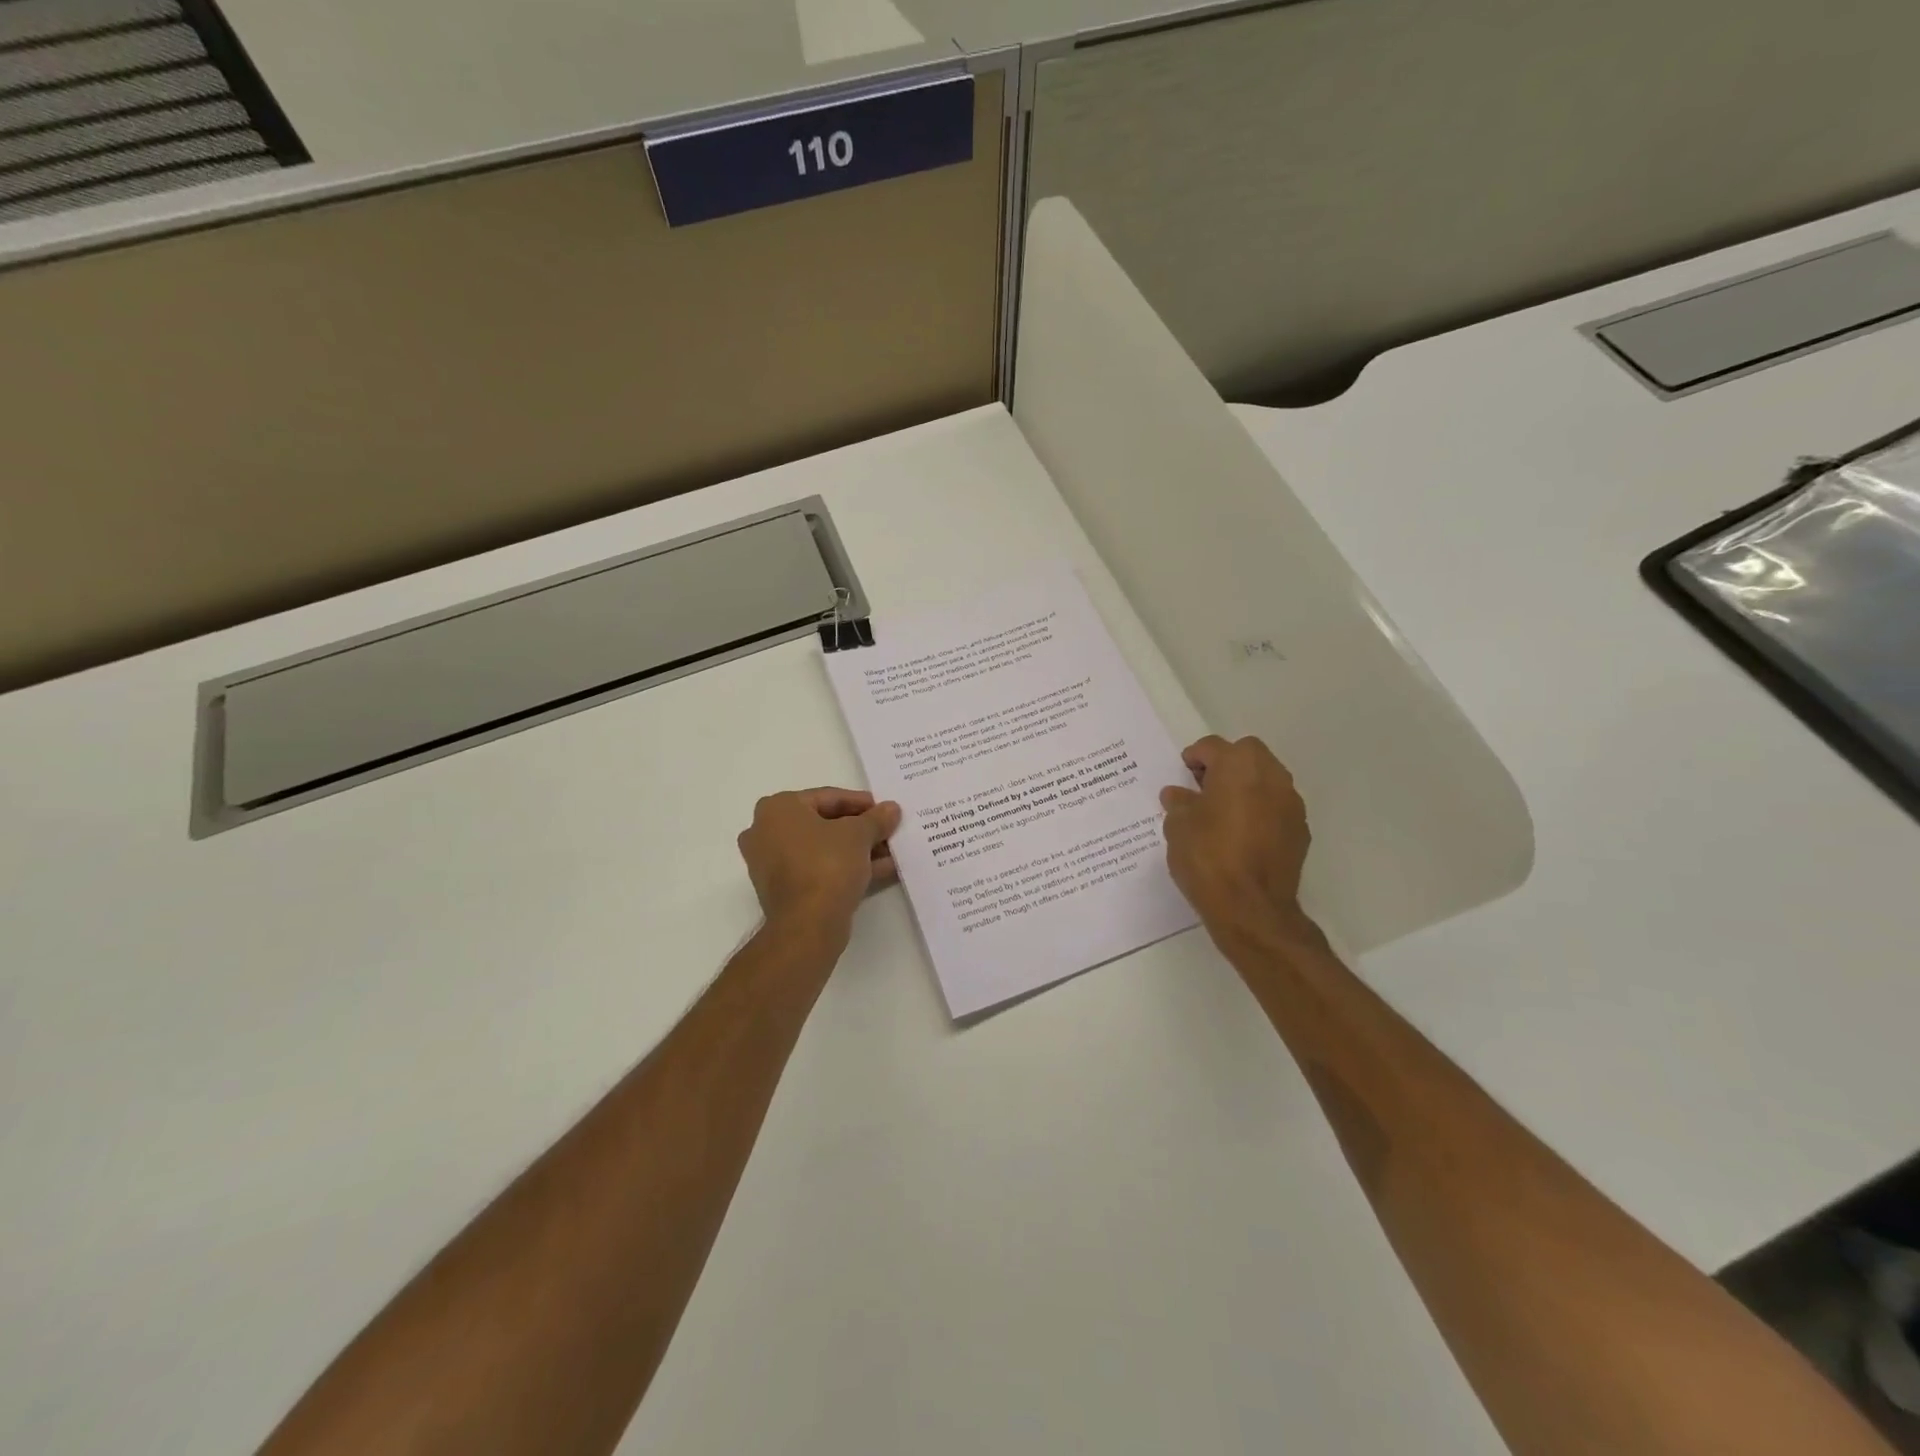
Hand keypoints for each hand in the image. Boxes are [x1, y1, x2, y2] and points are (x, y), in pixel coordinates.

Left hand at [737, 788, 901, 942]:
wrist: (807, 924)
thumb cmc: (827, 865)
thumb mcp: (859, 834)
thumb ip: (876, 818)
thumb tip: (891, 809)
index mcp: (777, 808)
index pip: (827, 797)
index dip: (860, 803)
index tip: (884, 810)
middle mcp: (765, 832)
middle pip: (823, 824)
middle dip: (859, 829)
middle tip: (886, 831)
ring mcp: (770, 864)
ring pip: (822, 849)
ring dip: (856, 850)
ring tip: (890, 852)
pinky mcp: (782, 890)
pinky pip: (817, 869)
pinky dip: (844, 867)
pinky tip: (880, 870)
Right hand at [1160, 736, 1314, 948]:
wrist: (1251, 908)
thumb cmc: (1208, 857)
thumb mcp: (1178, 827)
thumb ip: (1179, 803)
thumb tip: (1178, 794)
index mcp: (1238, 766)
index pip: (1213, 747)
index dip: (1194, 758)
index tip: (1182, 775)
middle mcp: (1271, 776)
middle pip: (1247, 755)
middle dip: (1225, 765)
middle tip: (1204, 788)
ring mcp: (1291, 804)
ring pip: (1266, 779)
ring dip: (1246, 787)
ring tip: (1222, 813)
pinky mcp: (1300, 831)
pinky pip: (1276, 807)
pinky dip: (1260, 811)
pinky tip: (1242, 836)